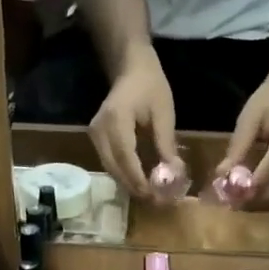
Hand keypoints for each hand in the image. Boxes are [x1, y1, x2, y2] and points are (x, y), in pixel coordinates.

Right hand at [90, 51, 177, 201]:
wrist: (131, 67)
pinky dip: (123, 174)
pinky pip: (109, 162)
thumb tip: (174, 173)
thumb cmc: (150, 86)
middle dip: (134, 187)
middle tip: (155, 201)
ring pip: (110, 168)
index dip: (138, 179)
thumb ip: (166, 144)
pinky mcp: (96, 138)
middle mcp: (99, 130)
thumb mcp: (164, 113)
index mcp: (116, 120)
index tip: (153, 195)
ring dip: (128, 183)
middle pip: (114, 167)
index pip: (125, 157)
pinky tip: (140, 181)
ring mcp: (94, 134)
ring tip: (150, 195)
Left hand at [219, 73, 268, 208]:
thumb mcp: (249, 118)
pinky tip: (258, 200)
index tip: (238, 195)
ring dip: (268, 202)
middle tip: (237, 205)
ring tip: (244, 205)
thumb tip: (222, 175)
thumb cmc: (268, 102)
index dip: (260, 180)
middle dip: (262, 197)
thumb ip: (238, 147)